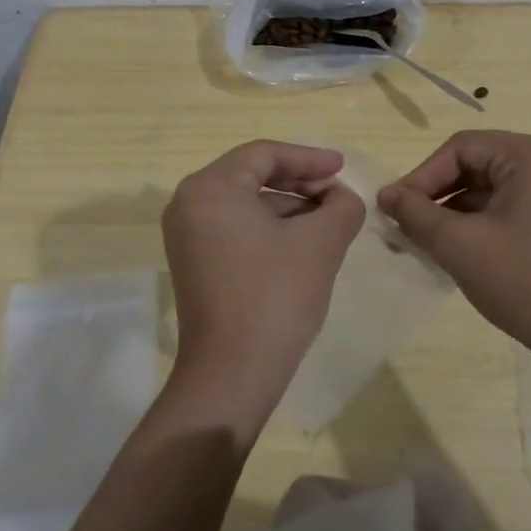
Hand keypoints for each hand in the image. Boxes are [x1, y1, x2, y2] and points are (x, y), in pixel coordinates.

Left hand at [160, 141, 364, 411]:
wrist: (232, 376)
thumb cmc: (274, 297)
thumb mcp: (320, 243)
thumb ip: (341, 207)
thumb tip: (343, 198)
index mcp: (210, 188)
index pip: (263, 155)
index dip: (308, 158)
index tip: (342, 168)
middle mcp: (189, 204)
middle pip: (252, 175)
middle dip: (299, 181)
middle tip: (337, 193)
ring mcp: (188, 236)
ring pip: (246, 203)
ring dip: (289, 206)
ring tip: (329, 219)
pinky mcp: (195, 263)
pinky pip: (236, 228)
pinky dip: (271, 228)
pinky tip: (304, 243)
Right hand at [378, 131, 530, 358]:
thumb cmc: (522, 280)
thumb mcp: (458, 244)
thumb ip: (415, 213)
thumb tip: (385, 195)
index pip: (462, 148)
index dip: (422, 175)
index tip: (394, 206)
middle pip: (476, 164)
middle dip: (437, 193)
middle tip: (404, 221)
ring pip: (489, 187)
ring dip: (453, 209)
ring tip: (421, 238)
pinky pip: (506, 205)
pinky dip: (477, 221)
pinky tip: (453, 246)